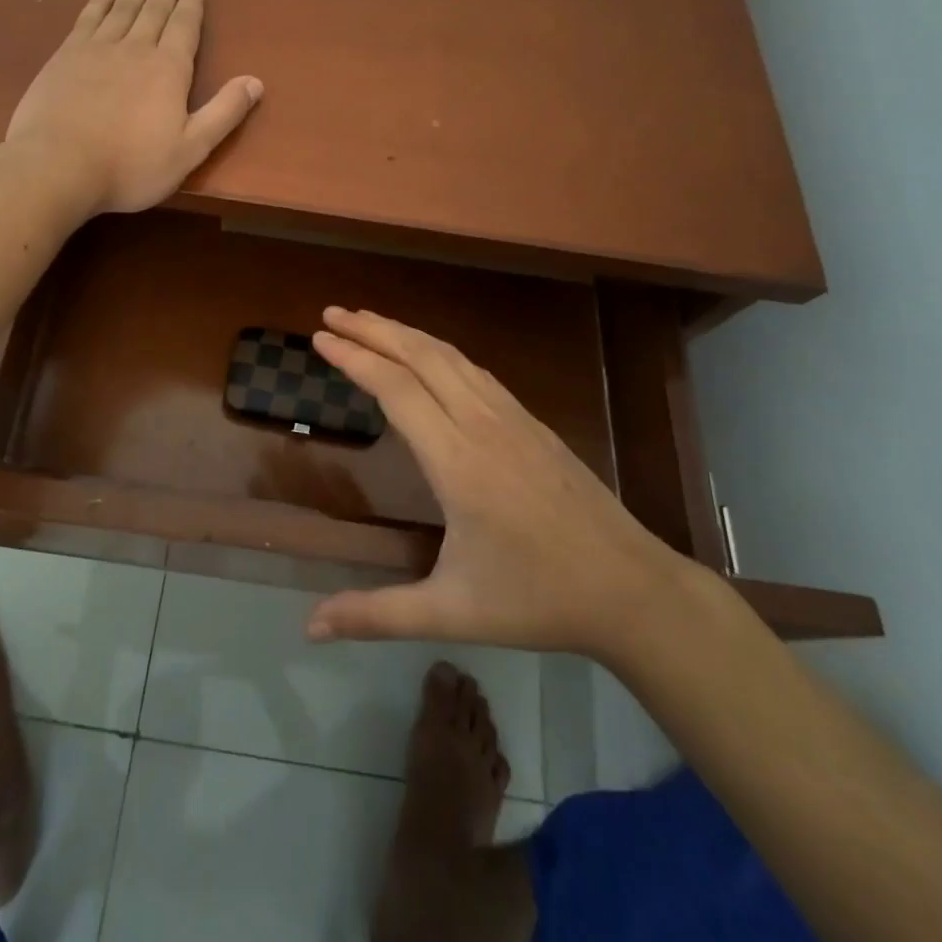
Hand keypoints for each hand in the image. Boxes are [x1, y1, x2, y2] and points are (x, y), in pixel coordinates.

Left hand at [4, 0, 263, 215]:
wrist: (59, 166)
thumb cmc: (131, 166)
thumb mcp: (190, 149)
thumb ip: (223, 113)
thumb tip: (256, 82)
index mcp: (169, 70)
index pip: (185, 26)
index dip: (191, 2)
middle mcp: (136, 48)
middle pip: (154, 7)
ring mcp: (97, 49)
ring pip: (122, 6)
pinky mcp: (65, 56)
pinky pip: (88, 17)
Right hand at [306, 308, 686, 658]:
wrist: (632, 590)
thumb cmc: (537, 600)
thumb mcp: (451, 612)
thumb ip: (376, 615)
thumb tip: (310, 628)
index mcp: (457, 461)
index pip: (395, 389)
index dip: (354, 358)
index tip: (320, 336)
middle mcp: (482, 424)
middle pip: (420, 356)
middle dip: (373, 329)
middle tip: (332, 313)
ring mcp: (511, 418)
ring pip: (449, 356)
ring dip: (405, 333)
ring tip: (369, 322)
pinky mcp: (531, 422)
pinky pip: (474, 370)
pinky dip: (438, 350)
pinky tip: (428, 355)